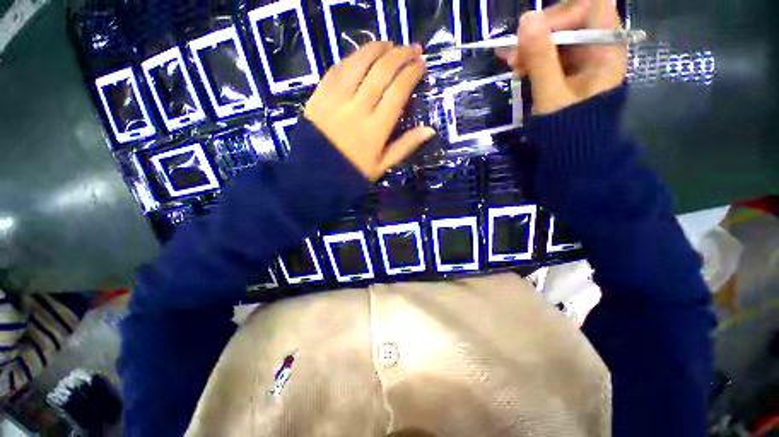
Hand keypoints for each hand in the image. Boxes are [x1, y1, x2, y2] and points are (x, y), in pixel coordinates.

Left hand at [304, 42, 435, 180]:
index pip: (398, 90)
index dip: (412, 73)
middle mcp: (358, 107)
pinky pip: (338, 68)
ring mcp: (337, 98)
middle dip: (401, 54)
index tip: (421, 65)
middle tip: (412, 48)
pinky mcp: (320, 94)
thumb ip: (406, 146)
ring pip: (360, 62)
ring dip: (378, 48)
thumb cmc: (352, 172)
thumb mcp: (382, 165)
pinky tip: (362, 54)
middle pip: (382, 70)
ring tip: (390, 44)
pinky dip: (353, 57)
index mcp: (376, 128)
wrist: (316, 174)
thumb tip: (430, 130)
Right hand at [497, 0, 626, 113]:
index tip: (532, 36)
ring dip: (532, 46)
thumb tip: (526, 19)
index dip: (560, 15)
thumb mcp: (552, 94)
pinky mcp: (571, 66)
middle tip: (515, 56)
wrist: (574, 150)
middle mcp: (598, 44)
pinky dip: (532, 55)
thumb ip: (541, 58)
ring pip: (557, 34)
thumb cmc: (568, 126)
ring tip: (512, 65)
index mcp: (606, 46)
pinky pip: (551, 51)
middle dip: (540, 33)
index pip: (589, 6)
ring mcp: (584, 55)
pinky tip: (515, 64)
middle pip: (570, 18)